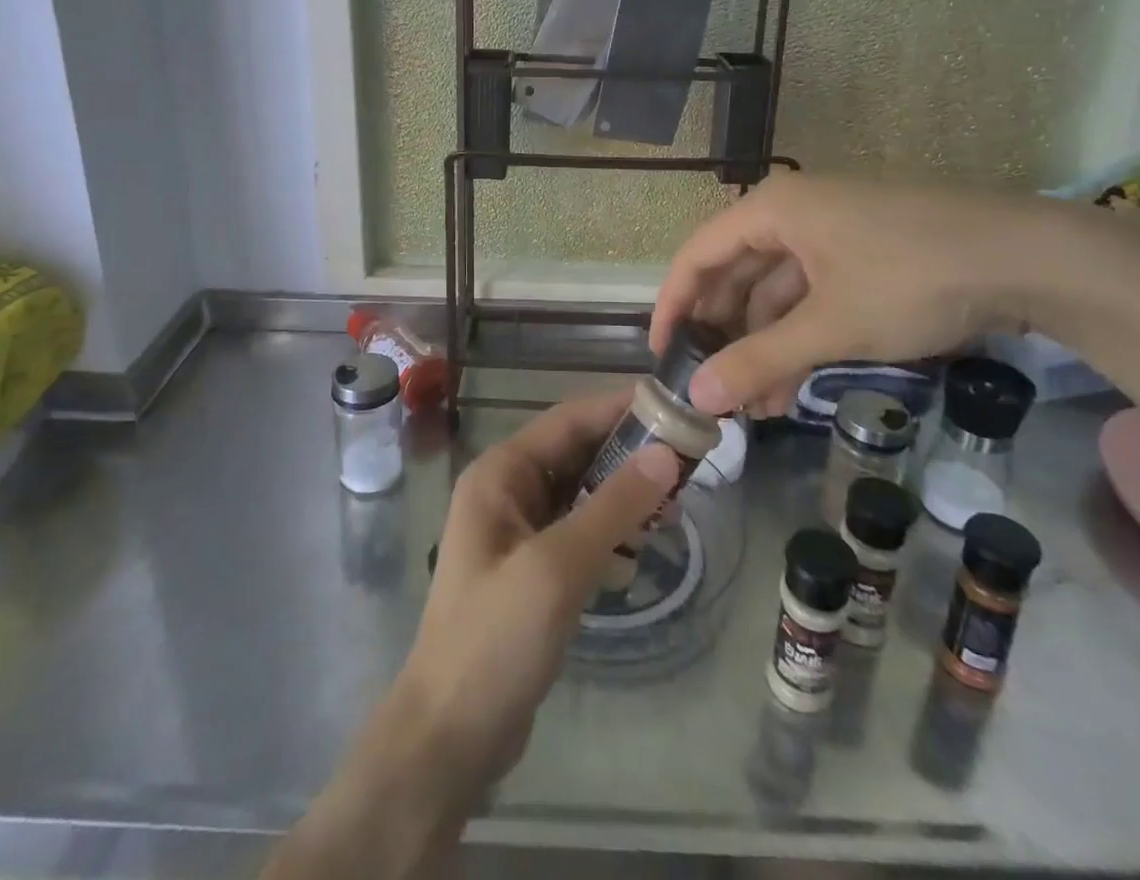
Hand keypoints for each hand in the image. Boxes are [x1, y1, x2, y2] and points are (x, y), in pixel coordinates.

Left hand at [394, 391, 678, 786]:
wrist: (450, 734)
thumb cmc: (495, 639)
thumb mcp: (557, 567)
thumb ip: (612, 507)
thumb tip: (665, 454)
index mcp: (500, 473)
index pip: (567, 420)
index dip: (618, 408)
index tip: (673, 405)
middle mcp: (507, 490)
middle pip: (576, 452)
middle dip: (628, 453)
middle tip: (688, 457)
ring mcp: (519, 530)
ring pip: (581, 491)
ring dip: (623, 492)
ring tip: (675, 502)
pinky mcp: (533, 567)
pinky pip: (578, 528)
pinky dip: (611, 529)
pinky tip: (642, 544)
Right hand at [650, 173, 1047, 415]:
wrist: (1030, 258)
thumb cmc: (912, 279)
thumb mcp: (830, 326)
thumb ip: (760, 360)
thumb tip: (697, 397)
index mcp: (772, 210)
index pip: (697, 255)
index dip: (673, 306)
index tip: (661, 355)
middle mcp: (792, 213)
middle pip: (735, 274)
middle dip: (724, 335)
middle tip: (712, 388)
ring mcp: (830, 233)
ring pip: (776, 291)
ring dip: (764, 346)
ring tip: (758, 406)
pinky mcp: (862, 254)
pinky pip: (811, 295)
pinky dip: (800, 336)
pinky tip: (796, 384)